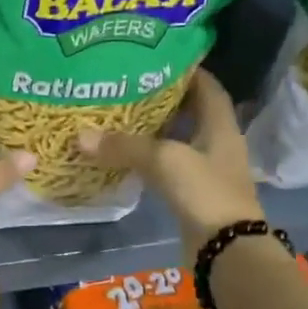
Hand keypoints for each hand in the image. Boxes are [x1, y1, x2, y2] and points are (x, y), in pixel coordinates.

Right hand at [77, 71, 264, 248]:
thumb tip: (80, 136)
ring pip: (178, 141)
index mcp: (220, 125)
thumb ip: (124, 146)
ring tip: (120, 118)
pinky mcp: (194, 194)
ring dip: (154, 131)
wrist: (227, 249)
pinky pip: (169, 167)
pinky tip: (126, 157)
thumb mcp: (164, 160)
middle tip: (128, 88)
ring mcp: (207, 171)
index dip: (186, 70)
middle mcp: (217, 143)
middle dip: (163, 100)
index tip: (157, 59)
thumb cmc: (205, 192)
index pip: (207, 87)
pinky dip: (150, 160)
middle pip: (191, 112)